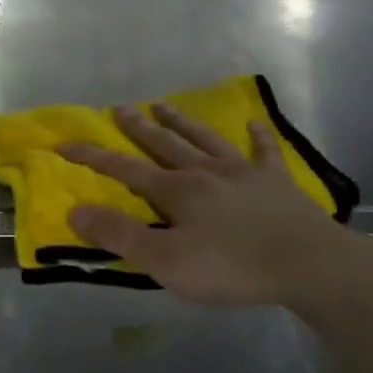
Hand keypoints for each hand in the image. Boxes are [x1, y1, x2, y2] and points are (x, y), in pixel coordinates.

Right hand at [59, 104, 348, 307]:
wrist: (306, 263)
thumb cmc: (231, 267)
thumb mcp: (165, 261)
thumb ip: (121, 236)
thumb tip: (75, 210)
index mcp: (176, 191)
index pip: (124, 170)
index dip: (93, 157)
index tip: (66, 144)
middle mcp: (205, 172)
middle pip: (165, 144)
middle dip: (139, 127)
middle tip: (121, 107)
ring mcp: (243, 172)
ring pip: (205, 139)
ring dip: (183, 122)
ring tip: (165, 104)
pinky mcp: (276, 182)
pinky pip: (264, 152)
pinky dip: (258, 137)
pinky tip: (254, 124)